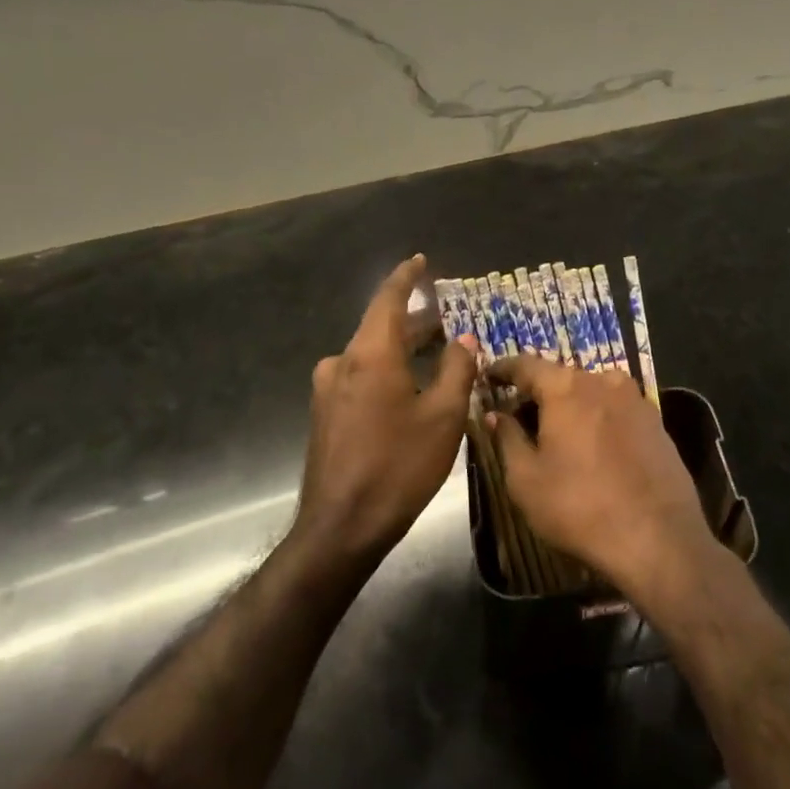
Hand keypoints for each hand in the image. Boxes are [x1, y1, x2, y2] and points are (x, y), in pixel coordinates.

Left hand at [296, 255, 477, 562]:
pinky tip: (410, 388)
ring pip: (371, 354)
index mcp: (370, 354)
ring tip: (437, 354)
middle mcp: (343, 362)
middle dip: (416, 322)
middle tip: (449, 320)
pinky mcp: (325, 413)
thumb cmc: (398, 467)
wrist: (340, 527)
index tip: (420, 261)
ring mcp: (329, 389)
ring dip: (403, 350)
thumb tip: (464, 340)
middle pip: (381, 327)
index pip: (388, 299)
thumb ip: (456, 370)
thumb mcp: (442, 417)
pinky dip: (388, 371)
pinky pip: (361, 376)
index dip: (406, 278)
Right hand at [484, 356, 716, 599]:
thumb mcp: (526, 480)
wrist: (659, 538)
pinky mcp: (657, 422)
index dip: (504, 369)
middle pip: (561, 377)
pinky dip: (598, 419)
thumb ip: (507, 439)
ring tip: (557, 432)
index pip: (526, 365)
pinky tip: (593, 446)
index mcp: (566, 387)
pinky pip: (616, 410)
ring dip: (571, 406)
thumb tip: (496, 415)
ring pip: (592, 392)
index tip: (489, 375)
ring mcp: (635, 399)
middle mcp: (603, 381)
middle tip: (520, 413)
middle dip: (539, 392)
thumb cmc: (580, 508)